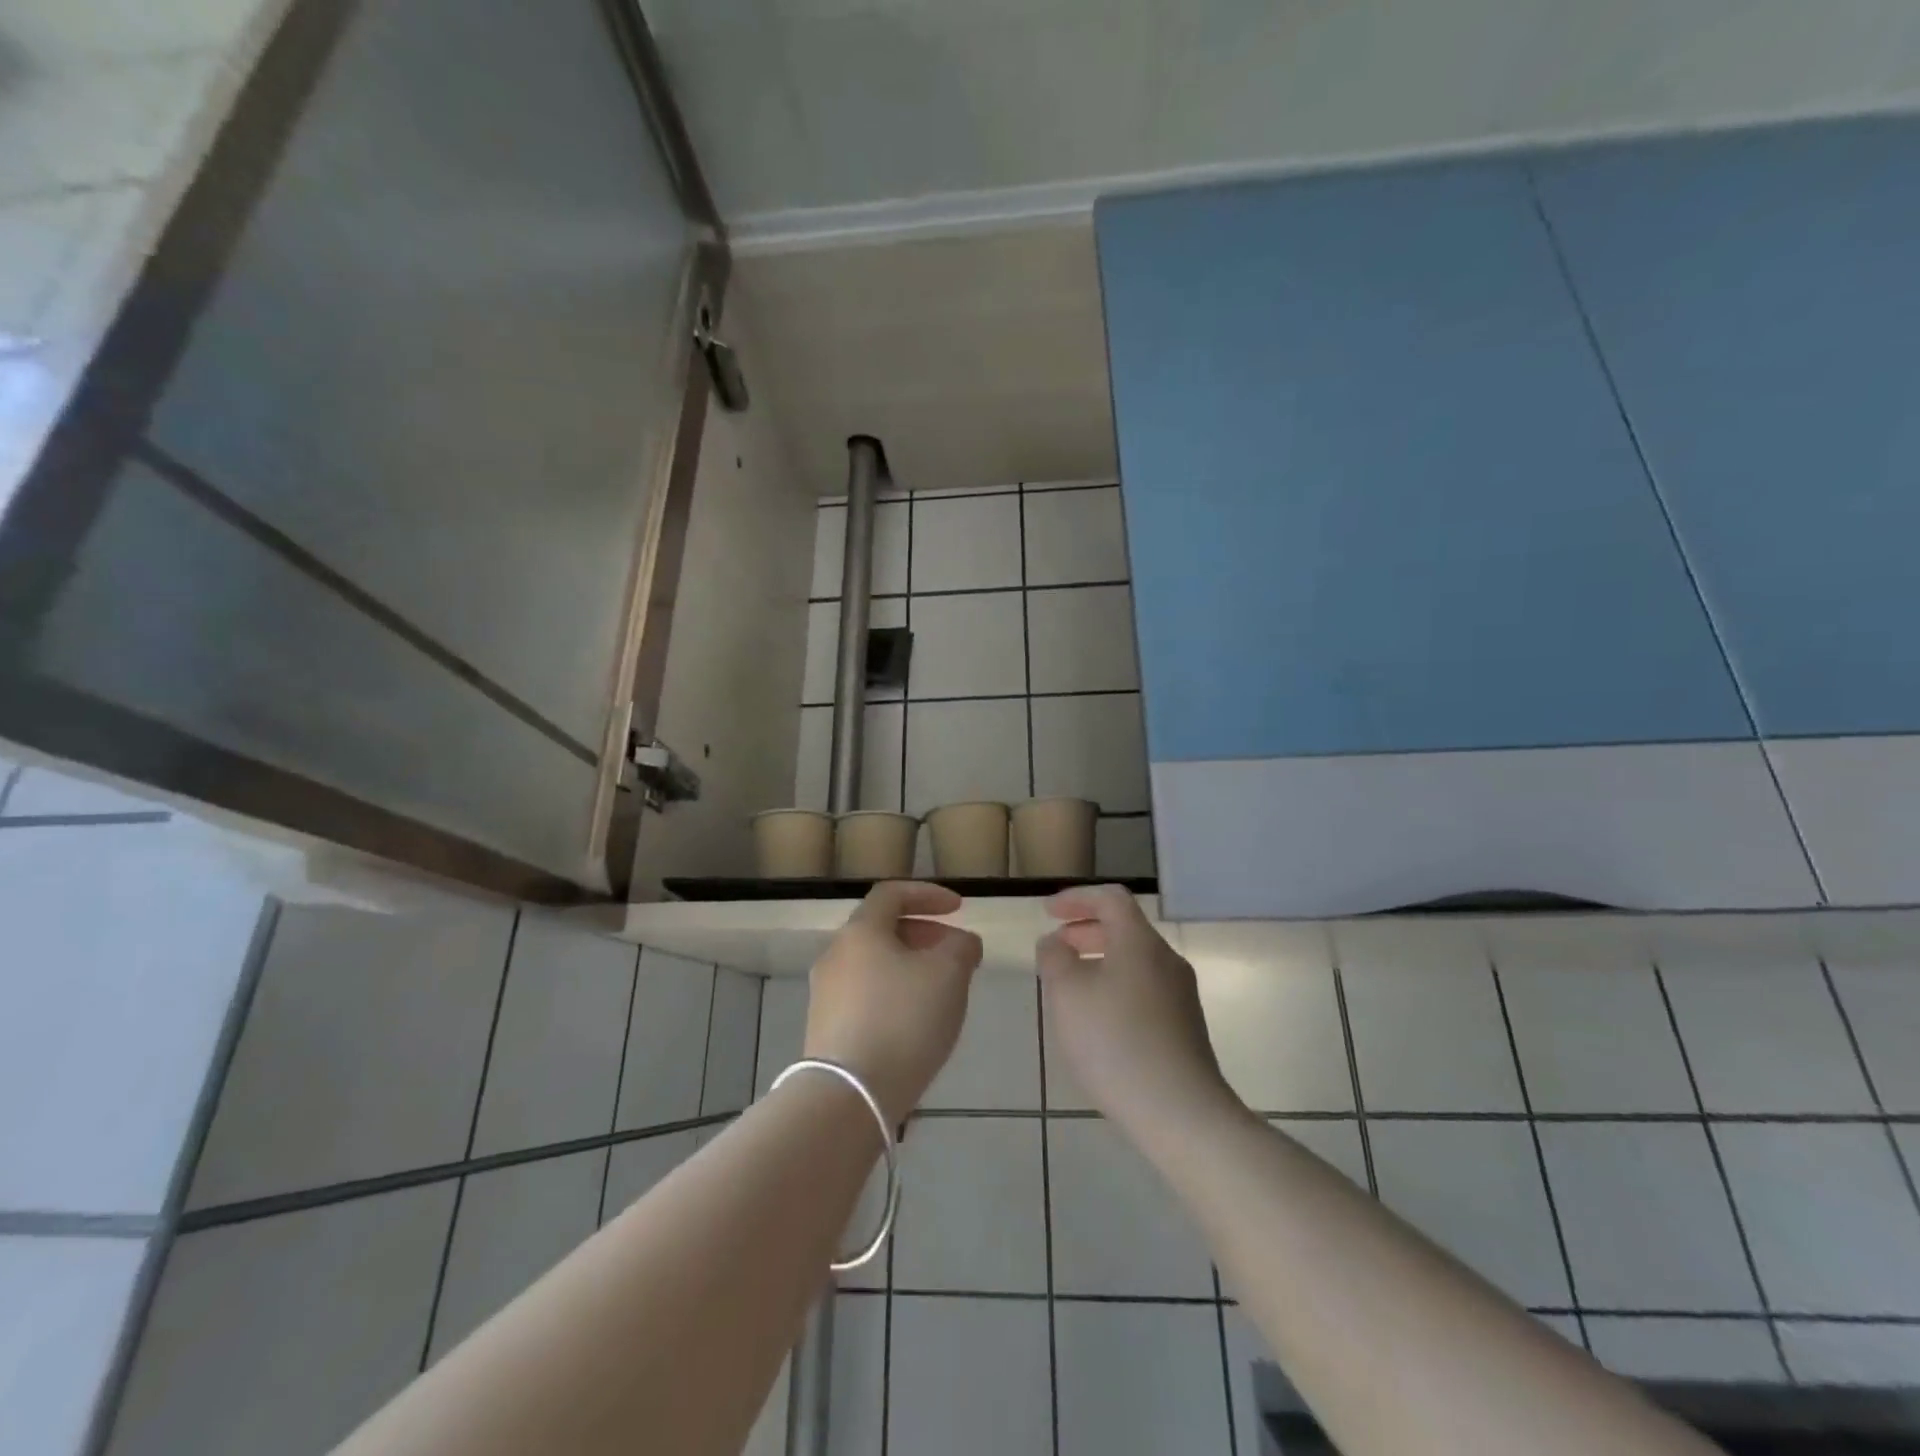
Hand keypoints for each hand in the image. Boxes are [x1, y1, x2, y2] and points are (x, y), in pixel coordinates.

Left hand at [804, 882, 983, 1123]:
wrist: (849, 1096)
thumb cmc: (903, 1020)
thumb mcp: (948, 975)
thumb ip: (961, 947)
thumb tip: (962, 942)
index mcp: (861, 931)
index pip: (892, 893)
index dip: (928, 894)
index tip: (959, 909)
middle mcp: (836, 955)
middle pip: (881, 929)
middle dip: (923, 935)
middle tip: (955, 954)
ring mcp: (825, 994)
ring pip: (874, 965)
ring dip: (910, 967)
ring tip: (942, 991)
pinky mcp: (825, 1029)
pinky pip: (866, 996)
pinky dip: (894, 995)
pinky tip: (916, 1023)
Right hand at [1038, 885, 1234, 1136]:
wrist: (1181, 1113)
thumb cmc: (1115, 1042)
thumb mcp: (1067, 994)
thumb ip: (1054, 958)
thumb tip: (1055, 942)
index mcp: (1140, 942)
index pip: (1110, 898)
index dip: (1077, 898)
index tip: (1048, 912)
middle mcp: (1166, 960)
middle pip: (1125, 929)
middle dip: (1086, 931)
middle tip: (1056, 947)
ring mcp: (1181, 996)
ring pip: (1134, 962)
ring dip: (1100, 962)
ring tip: (1070, 987)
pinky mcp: (1185, 1028)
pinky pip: (1144, 990)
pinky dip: (1115, 988)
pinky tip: (1098, 1022)